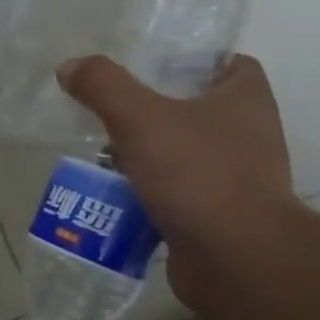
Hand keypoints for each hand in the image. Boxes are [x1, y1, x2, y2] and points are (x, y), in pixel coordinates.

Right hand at [57, 53, 300, 319]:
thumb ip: (103, 85)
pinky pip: (176, 194)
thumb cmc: (198, 174)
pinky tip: (110, 194)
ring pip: (182, 154)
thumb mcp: (140, 118)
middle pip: (197, 109)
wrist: (236, 260)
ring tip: (100, 152)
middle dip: (155, 109)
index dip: (192, 59)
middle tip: (111, 108)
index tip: (150, 66)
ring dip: (146, 154)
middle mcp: (249, 135)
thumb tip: (70, 66)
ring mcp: (236, 179)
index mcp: (246, 100)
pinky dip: (147, 193)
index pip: (229, 63)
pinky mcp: (218, 216)